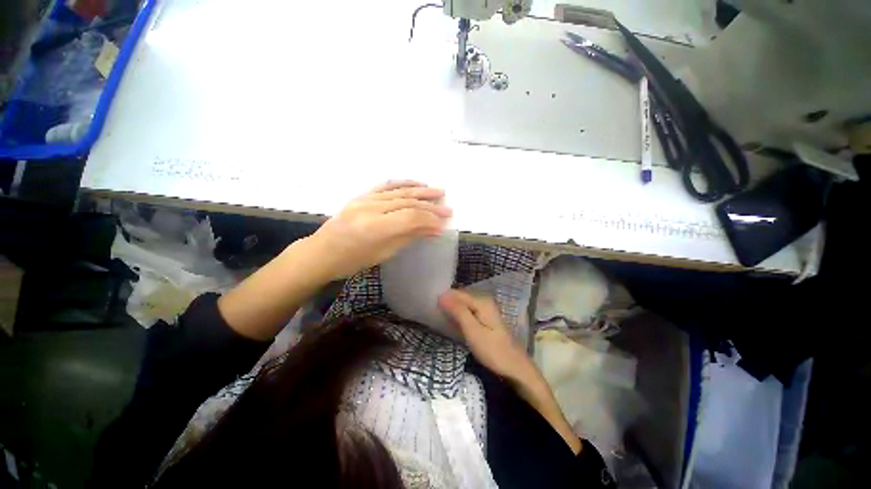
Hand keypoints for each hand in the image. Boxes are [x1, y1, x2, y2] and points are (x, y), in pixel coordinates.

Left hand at [309, 180, 451, 279]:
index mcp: (375, 227)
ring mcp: (364, 199)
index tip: (444, 225)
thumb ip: (409, 237)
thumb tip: (433, 230)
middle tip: (448, 209)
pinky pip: (385, 185)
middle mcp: (371, 209)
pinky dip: (403, 183)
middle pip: (407, 203)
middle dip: (430, 206)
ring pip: (399, 192)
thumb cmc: (353, 260)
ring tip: (439, 191)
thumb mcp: (383, 254)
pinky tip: (416, 183)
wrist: (321, 252)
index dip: (430, 220)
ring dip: (421, 191)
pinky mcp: (361, 195)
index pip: (411, 218)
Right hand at [440, 289, 582, 454]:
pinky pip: (468, 311)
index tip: (429, 306)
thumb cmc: (494, 351)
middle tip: (432, 312)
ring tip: (438, 316)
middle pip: (460, 297)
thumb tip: (442, 295)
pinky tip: (452, 322)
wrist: (516, 369)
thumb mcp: (473, 331)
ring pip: (463, 304)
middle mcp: (484, 301)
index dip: (443, 298)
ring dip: (452, 309)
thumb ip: (458, 311)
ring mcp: (486, 310)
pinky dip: (459, 315)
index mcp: (482, 301)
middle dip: (447, 303)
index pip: (457, 293)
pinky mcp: (486, 319)